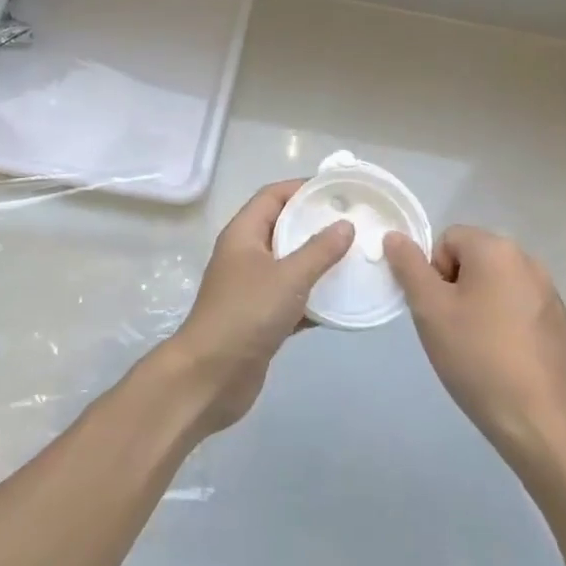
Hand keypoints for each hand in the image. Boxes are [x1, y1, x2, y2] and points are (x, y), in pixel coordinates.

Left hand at [165, 180, 353, 436]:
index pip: (273, 196)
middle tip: (355, 223)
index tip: (338, 190)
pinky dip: (315, 297)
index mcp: (244, 234)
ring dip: (319, 262)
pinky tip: (344, 300)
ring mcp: (253, 288)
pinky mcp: (262, 318)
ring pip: (291, 264)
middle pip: (284, 228)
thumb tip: (345, 225)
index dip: (303, 188)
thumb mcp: (287, 277)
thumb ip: (319, 250)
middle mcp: (246, 255)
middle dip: (316, 224)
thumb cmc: (245, 315)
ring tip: (356, 257)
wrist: (210, 377)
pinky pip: (293, 297)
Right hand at [385, 227, 565, 472]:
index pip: (448, 240)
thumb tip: (395, 236)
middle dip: (456, 288)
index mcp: (496, 249)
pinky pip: (519, 307)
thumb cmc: (476, 357)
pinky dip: (505, 322)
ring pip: (496, 284)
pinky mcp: (559, 321)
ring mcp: (549, 291)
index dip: (433, 272)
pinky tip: (504, 358)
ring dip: (480, 304)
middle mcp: (527, 260)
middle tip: (451, 329)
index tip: (437, 310)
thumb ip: (408, 267)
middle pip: (474, 259)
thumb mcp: (429, 310)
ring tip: (477, 347)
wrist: (537, 420)